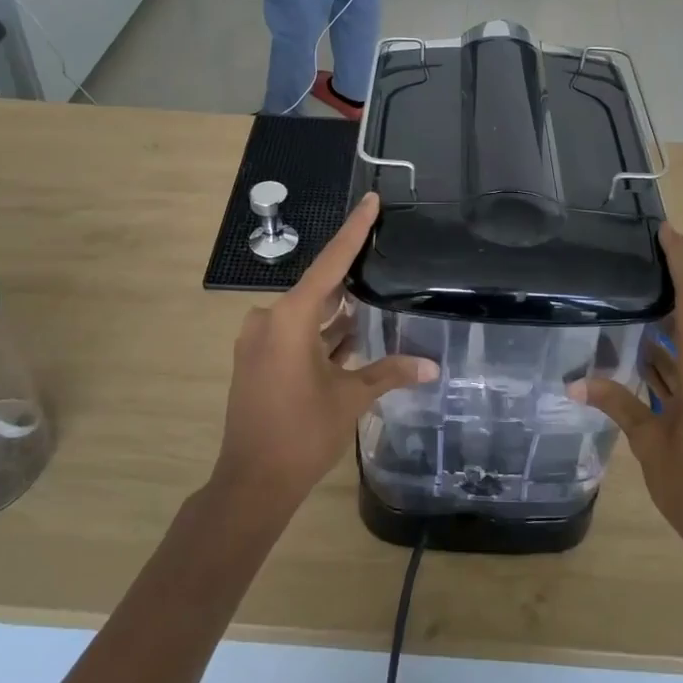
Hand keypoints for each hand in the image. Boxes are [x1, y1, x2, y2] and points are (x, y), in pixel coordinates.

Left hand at [214, 193, 435, 514]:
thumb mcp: (350, 398)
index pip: (330, 264)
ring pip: (307, 315)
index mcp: (289, 319)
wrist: (251, 483)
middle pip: (318, 288)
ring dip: (336, 312)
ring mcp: (259, 342)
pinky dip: (321, 335)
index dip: (353, 231)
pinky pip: (295, 335)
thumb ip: (389, 373)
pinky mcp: (257, 361)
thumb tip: (431, 366)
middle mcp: (269, 321)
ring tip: (374, 294)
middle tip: (382, 253)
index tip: (370, 200)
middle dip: (349, 277)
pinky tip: (351, 333)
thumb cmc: (302, 434)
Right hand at [576, 225, 682, 565]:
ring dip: (666, 349)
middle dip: (659, 313)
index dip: (682, 262)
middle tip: (625, 290)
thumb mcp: (649, 444)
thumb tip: (574, 382)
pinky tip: (647, 371)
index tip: (667, 230)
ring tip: (626, 331)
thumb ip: (617, 403)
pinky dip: (679, 372)